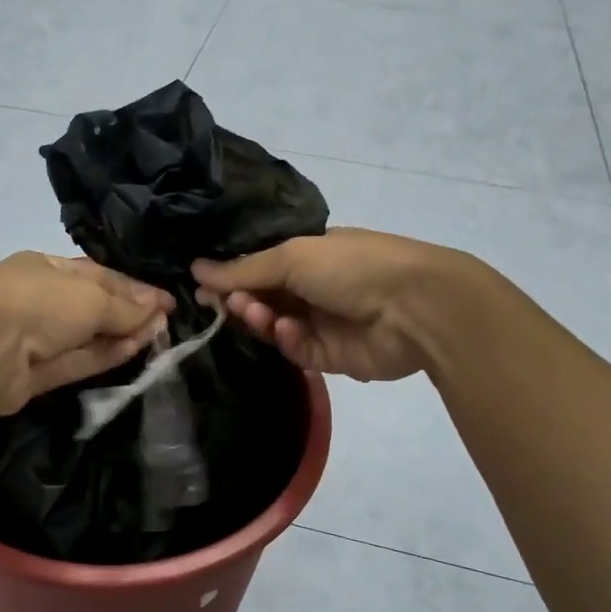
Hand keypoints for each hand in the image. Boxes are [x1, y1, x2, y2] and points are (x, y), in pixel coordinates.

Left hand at [0, 252, 173, 414]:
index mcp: (46, 268)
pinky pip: (77, 362)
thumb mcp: (90, 297)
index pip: (98, 275)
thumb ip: (125, 306)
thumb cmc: (38, 303)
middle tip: (167, 323)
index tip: (167, 301)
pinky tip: (133, 351)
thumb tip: (158, 307)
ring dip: (121, 336)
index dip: (134, 288)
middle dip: (130, 314)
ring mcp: (37, 338)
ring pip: (87, 337)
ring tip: (158, 337)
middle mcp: (41, 300)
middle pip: (93, 307)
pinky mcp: (37, 373)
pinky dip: (104, 357)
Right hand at [193, 228, 461, 381]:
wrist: (415, 308)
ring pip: (274, 325)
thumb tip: (195, 269)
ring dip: (260, 317)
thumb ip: (243, 268)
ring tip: (253, 312)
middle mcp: (313, 287)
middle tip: (222, 302)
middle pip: (263, 297)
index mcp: (310, 255)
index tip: (201, 284)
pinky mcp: (328, 356)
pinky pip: (295, 348)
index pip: (260, 265)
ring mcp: (322, 322)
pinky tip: (287, 328)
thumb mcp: (293, 256)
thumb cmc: (353, 267)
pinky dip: (286, 338)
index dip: (231, 275)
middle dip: (241, 298)